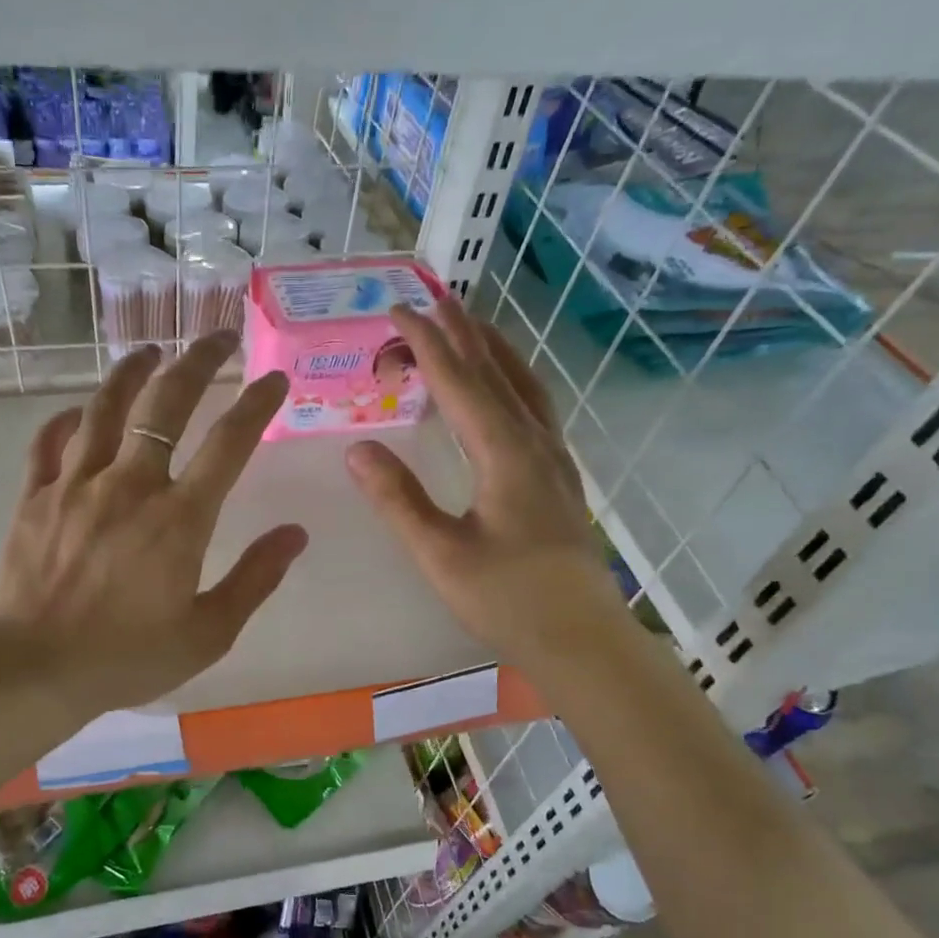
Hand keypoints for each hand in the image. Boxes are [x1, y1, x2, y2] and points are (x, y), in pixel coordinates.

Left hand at [0, 332, 307, 720]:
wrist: (34, 670)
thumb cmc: (128, 657)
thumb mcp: (208, 632)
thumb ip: (255, 579)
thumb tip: (295, 534)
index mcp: (180, 518)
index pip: (229, 443)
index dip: (256, 404)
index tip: (273, 379)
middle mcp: (130, 485)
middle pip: (166, 402)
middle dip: (198, 361)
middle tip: (218, 337)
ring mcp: (76, 485)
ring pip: (106, 407)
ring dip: (133, 371)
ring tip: (151, 351)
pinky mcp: (35, 497)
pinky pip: (51, 441)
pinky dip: (70, 418)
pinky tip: (81, 411)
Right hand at [345, 296, 624, 671]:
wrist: (581, 638)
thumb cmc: (508, 600)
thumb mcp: (440, 554)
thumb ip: (398, 500)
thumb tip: (357, 449)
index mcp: (504, 453)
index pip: (459, 382)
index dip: (426, 343)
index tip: (397, 310)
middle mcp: (534, 443)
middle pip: (496, 372)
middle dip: (461, 333)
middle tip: (433, 299)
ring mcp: (554, 459)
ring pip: (523, 386)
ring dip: (493, 351)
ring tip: (470, 328)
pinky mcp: (560, 479)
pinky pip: (534, 410)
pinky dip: (512, 382)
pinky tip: (505, 394)